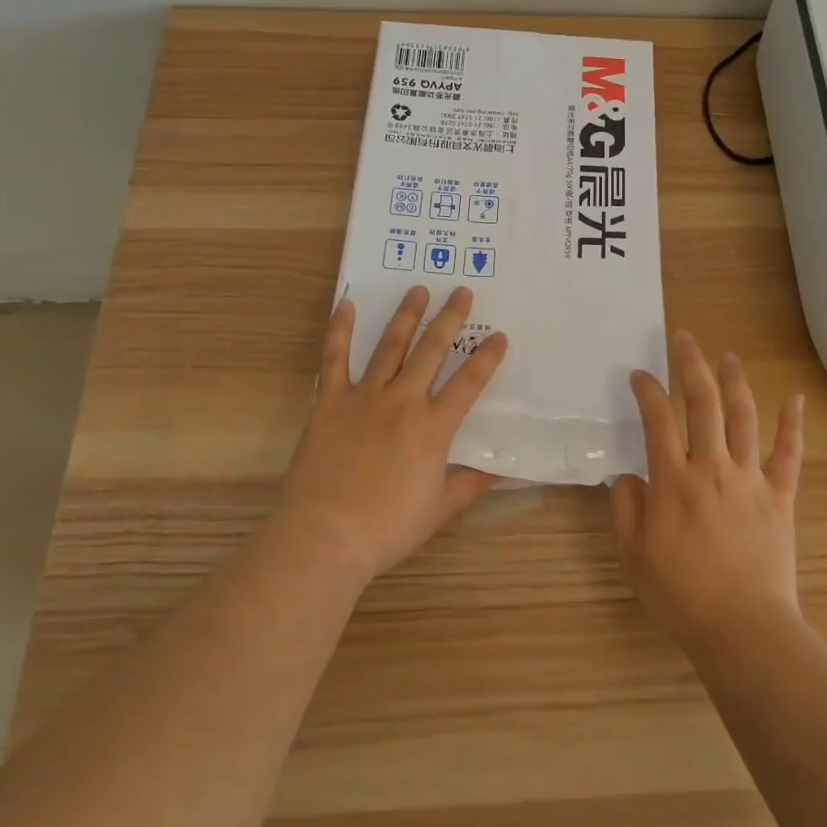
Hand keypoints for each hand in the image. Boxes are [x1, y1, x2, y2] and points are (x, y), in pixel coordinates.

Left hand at [270, 285, 507, 587]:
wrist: (325, 536)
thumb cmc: (386, 527)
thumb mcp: (438, 510)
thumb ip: (470, 484)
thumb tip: (501, 468)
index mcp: (433, 428)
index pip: (468, 383)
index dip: (487, 358)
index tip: (499, 336)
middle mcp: (403, 401)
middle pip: (432, 350)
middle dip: (450, 318)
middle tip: (462, 292)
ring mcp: (365, 397)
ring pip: (391, 346)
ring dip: (407, 316)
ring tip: (418, 290)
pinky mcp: (330, 401)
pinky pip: (335, 358)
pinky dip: (340, 330)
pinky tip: (348, 305)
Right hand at [613, 330, 804, 651]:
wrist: (744, 631)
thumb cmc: (681, 596)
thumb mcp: (632, 556)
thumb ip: (625, 509)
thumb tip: (629, 476)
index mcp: (673, 481)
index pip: (657, 419)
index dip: (647, 390)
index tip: (639, 374)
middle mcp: (711, 468)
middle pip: (703, 402)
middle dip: (691, 364)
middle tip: (684, 338)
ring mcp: (750, 479)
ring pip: (743, 417)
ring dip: (734, 382)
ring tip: (727, 356)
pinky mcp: (780, 497)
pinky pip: (789, 454)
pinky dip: (792, 424)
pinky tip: (794, 398)